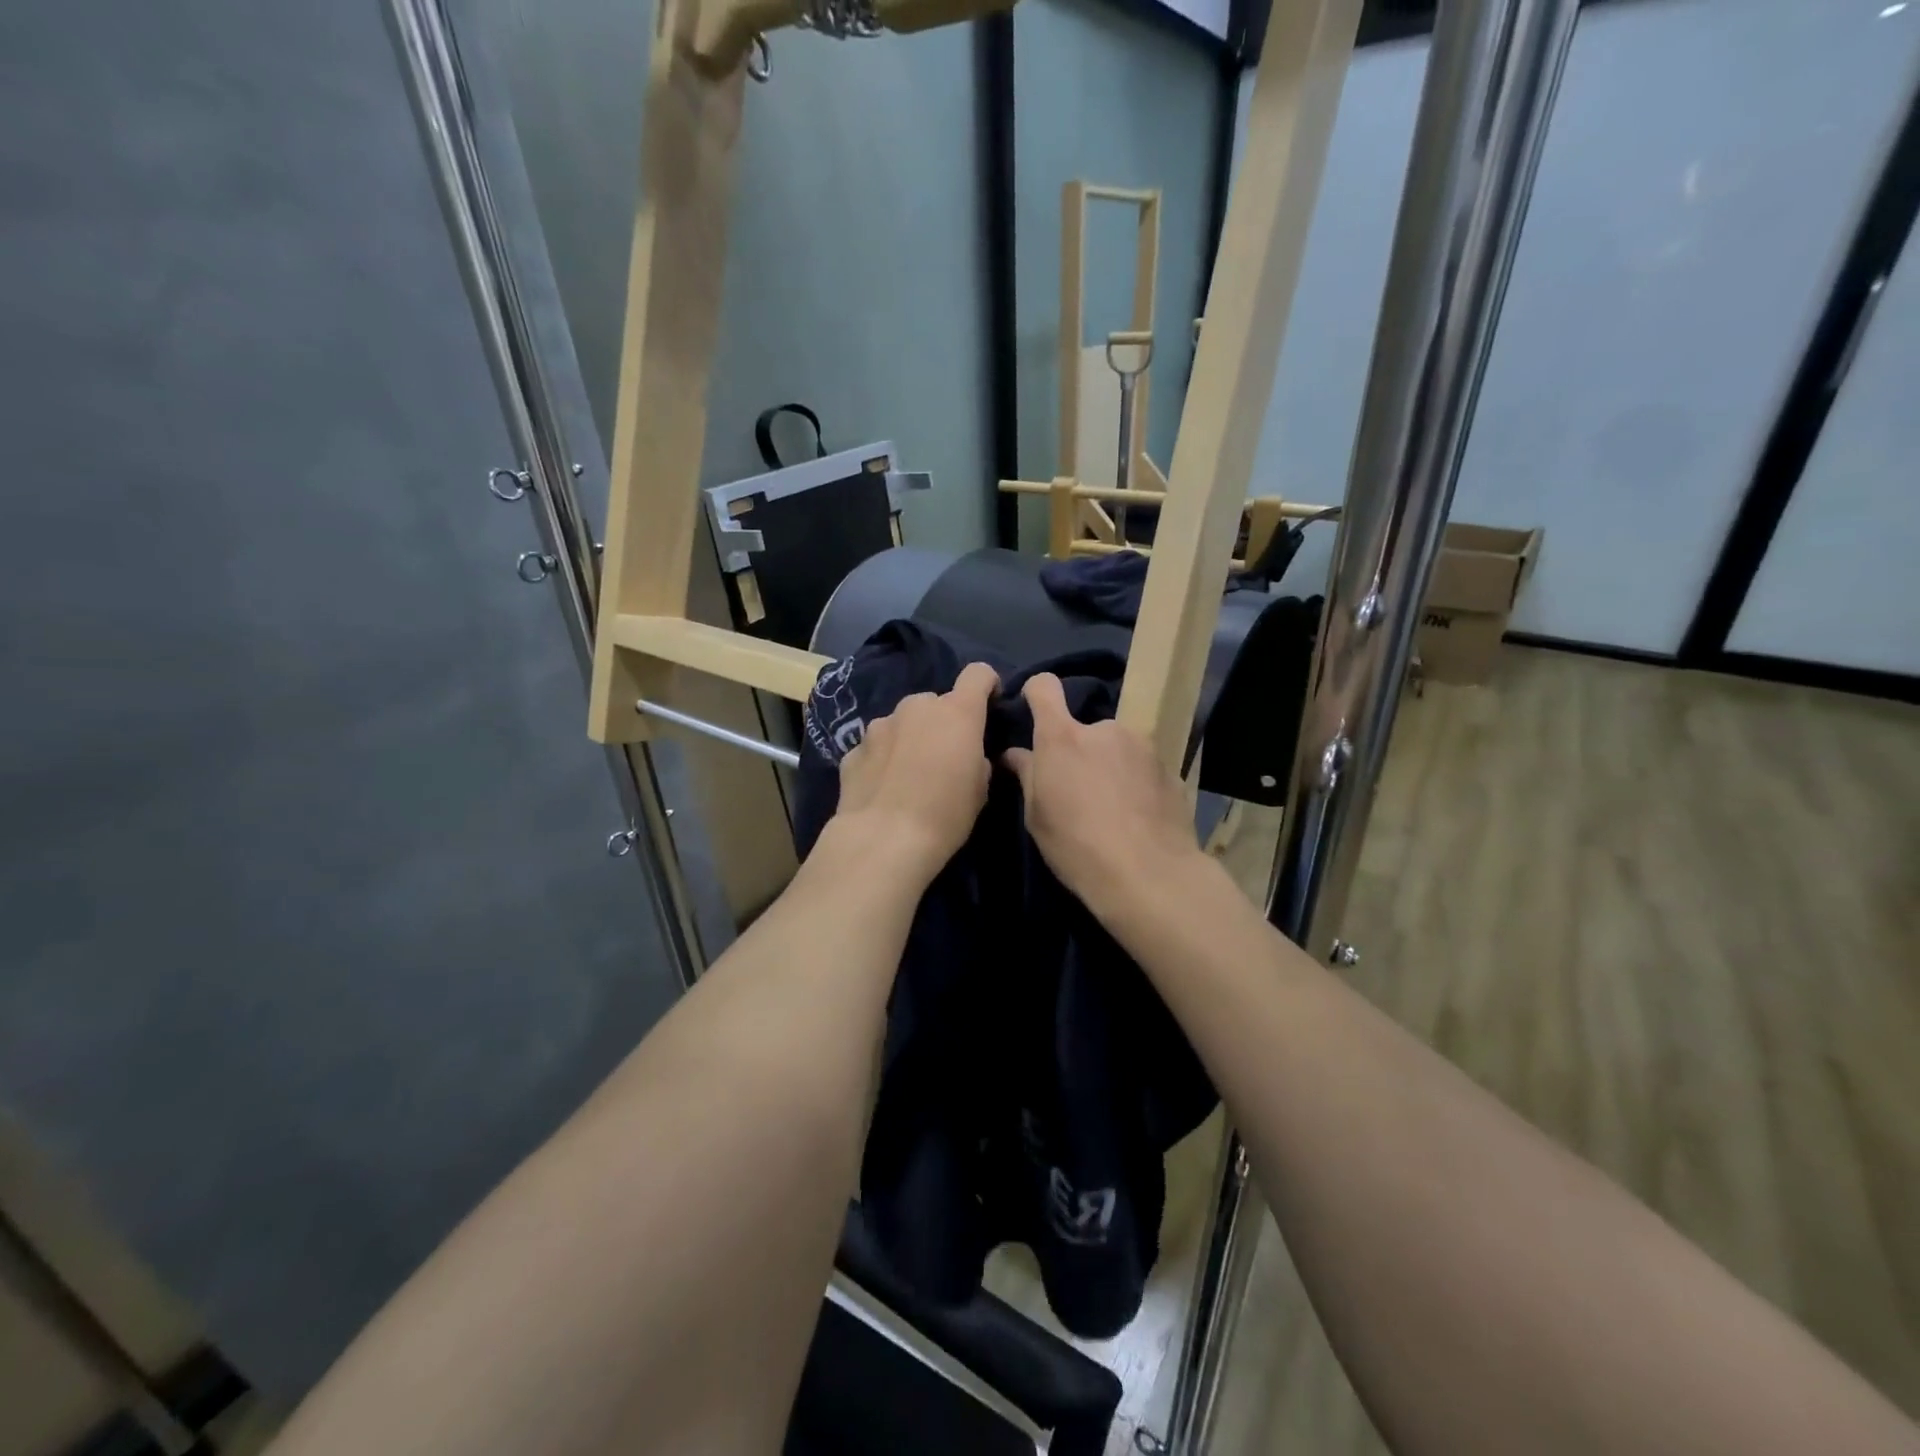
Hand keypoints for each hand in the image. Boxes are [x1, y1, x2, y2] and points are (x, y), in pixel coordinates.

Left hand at [830, 661, 998, 882]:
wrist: (883, 840)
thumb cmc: (945, 815)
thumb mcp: (980, 790)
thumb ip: (976, 758)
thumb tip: (966, 754)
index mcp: (956, 712)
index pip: (978, 674)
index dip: (986, 685)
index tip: (988, 703)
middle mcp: (916, 707)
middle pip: (936, 703)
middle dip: (941, 723)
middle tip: (943, 758)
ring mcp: (880, 724)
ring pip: (903, 722)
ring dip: (910, 738)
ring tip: (908, 776)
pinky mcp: (853, 748)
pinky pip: (877, 746)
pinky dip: (884, 759)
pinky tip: (883, 788)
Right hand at [1001, 673, 1201, 916]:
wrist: (1149, 875)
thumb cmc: (1077, 846)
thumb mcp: (1037, 816)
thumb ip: (1027, 775)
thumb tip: (1016, 754)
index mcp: (1063, 737)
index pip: (1045, 688)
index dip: (1036, 693)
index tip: (1033, 709)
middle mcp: (1105, 729)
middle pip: (1084, 728)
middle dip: (1080, 751)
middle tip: (1080, 790)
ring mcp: (1142, 746)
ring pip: (1117, 747)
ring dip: (1111, 765)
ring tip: (1114, 807)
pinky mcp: (1170, 768)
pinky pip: (1142, 767)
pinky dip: (1137, 782)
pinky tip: (1138, 816)